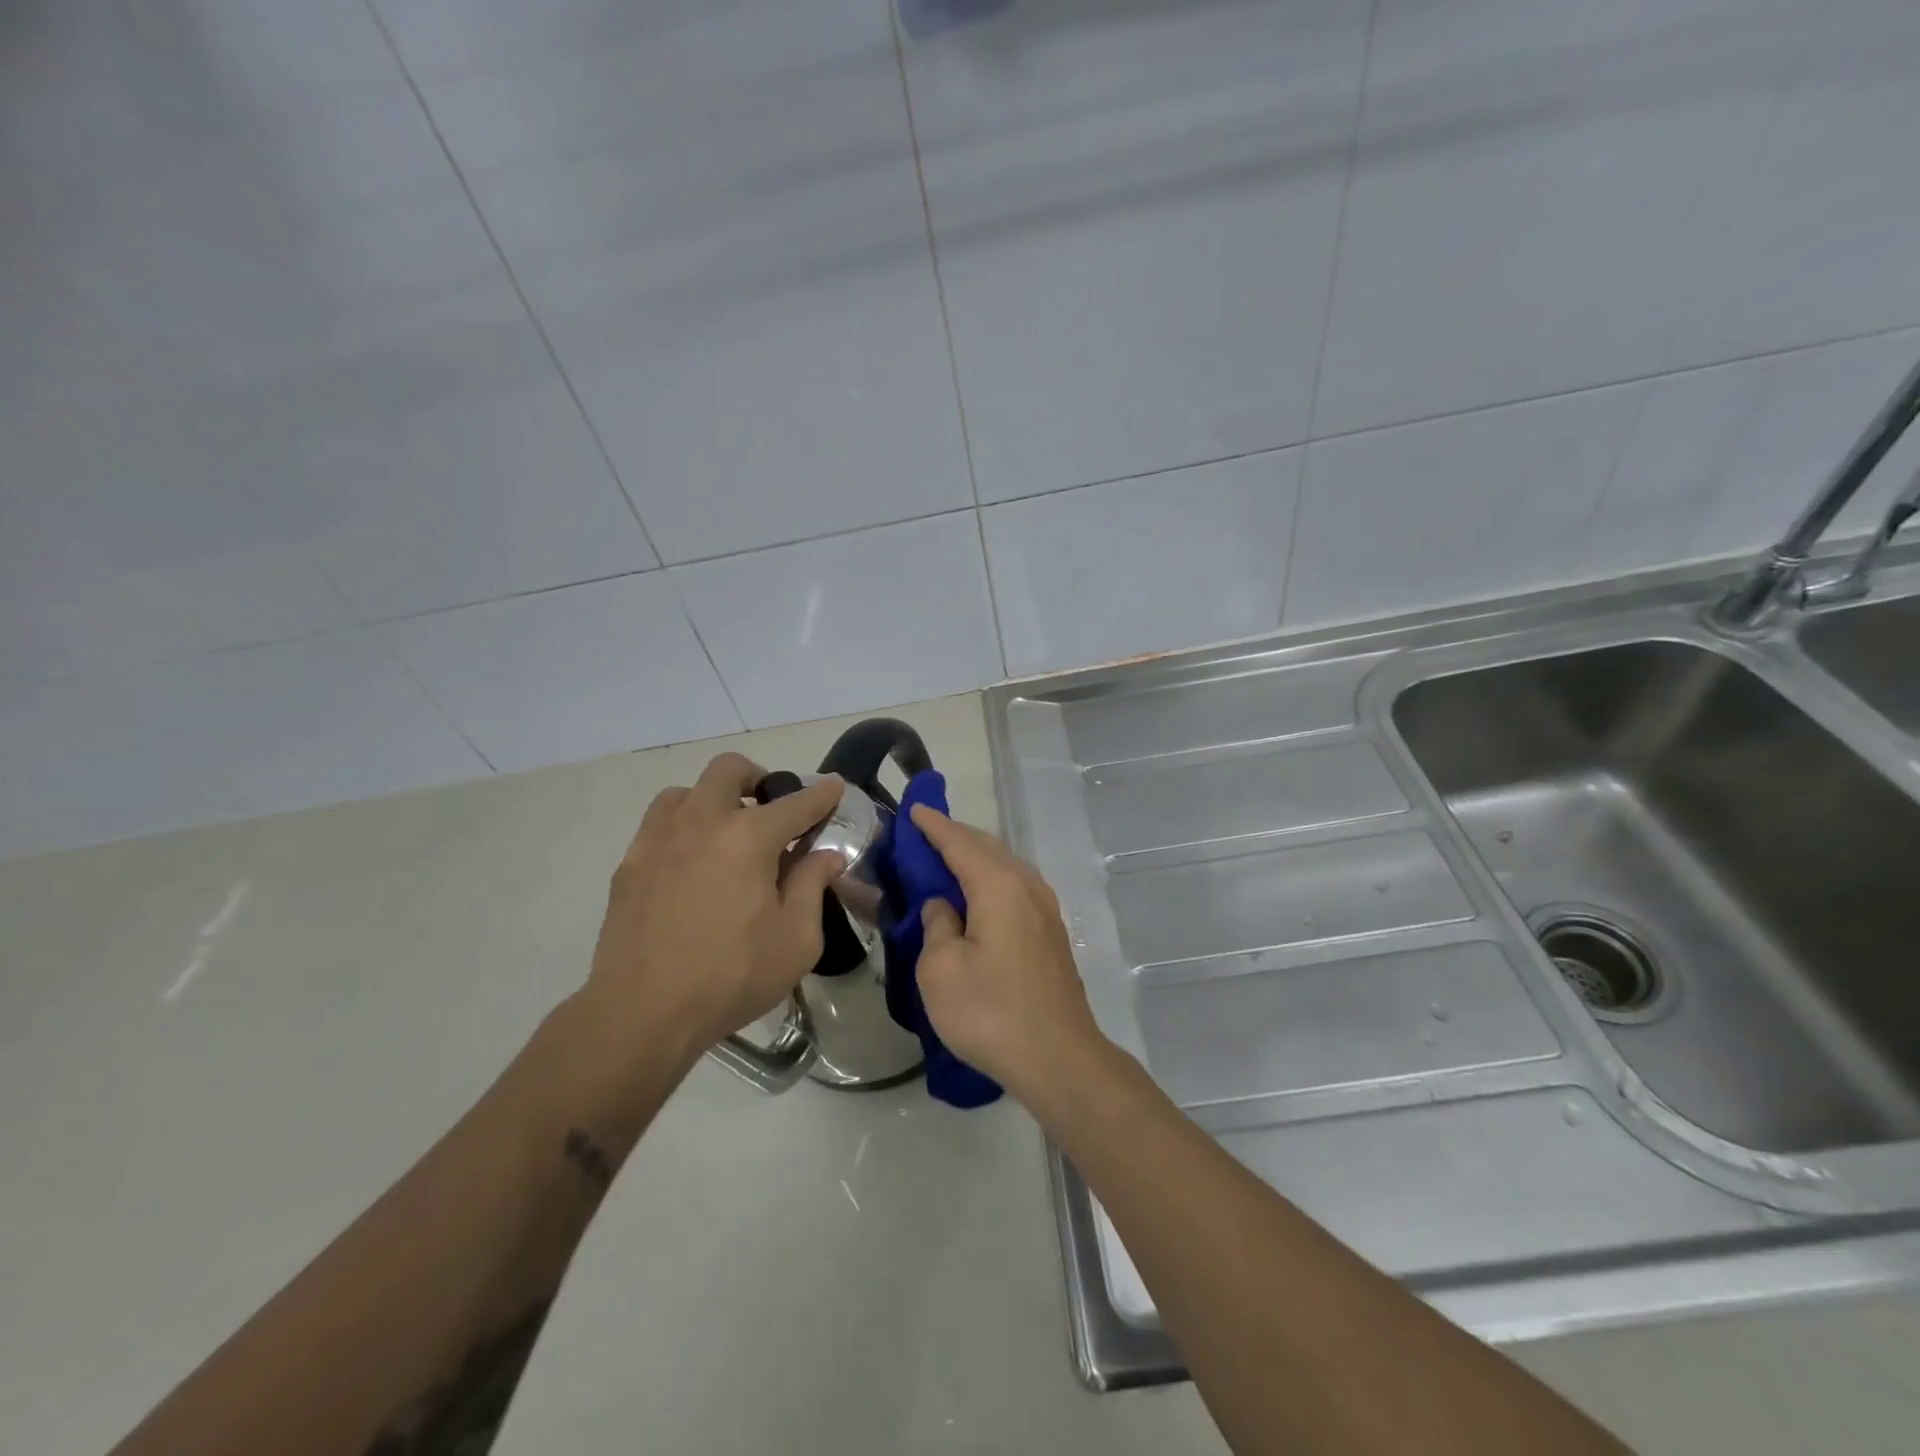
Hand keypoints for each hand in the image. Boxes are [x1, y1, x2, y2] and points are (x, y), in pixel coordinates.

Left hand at [582, 754, 845, 1069]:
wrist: (641, 1013)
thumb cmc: (731, 977)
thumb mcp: (796, 940)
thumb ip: (814, 886)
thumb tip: (826, 855)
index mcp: (748, 838)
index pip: (796, 803)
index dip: (821, 794)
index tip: (834, 787)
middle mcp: (701, 823)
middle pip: (729, 770)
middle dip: (758, 778)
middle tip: (771, 807)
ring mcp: (658, 840)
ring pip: (686, 792)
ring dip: (713, 800)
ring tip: (725, 833)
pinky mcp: (629, 865)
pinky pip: (658, 825)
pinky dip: (682, 828)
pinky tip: (690, 864)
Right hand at [908, 805, 1105, 1098]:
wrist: (1058, 1058)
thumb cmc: (990, 1012)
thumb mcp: (940, 970)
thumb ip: (936, 925)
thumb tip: (944, 906)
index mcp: (997, 885)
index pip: (958, 842)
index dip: (933, 825)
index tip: (914, 809)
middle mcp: (1026, 886)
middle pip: (986, 847)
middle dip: (955, 836)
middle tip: (923, 835)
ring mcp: (1045, 909)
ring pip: (1005, 866)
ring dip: (975, 857)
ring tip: (946, 862)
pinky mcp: (1051, 932)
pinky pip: (1015, 887)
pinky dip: (990, 879)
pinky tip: (977, 897)